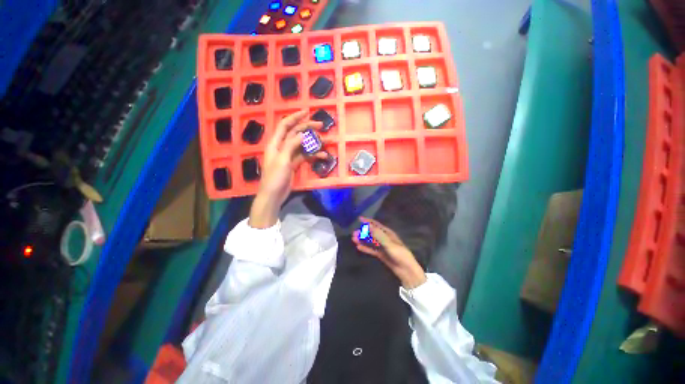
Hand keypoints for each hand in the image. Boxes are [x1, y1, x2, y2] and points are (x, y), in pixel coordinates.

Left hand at [249, 110, 324, 227]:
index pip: (285, 125)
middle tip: (320, 125)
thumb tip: (303, 134)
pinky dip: (313, 155)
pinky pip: (305, 156)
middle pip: (295, 133)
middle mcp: (282, 147)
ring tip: (324, 141)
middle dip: (307, 128)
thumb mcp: (283, 160)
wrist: (273, 195)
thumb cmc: (275, 177)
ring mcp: (289, 156)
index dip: (295, 117)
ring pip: (302, 145)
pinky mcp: (294, 164)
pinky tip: (322, 156)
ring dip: (313, 142)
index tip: (307, 112)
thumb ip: (292, 145)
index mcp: (275, 143)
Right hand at [352, 217, 426, 288]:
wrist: (407, 270)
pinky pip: (371, 250)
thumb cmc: (400, 254)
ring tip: (353, 239)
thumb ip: (378, 235)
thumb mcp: (389, 244)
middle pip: (372, 233)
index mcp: (388, 233)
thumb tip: (368, 225)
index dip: (368, 221)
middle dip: (363, 232)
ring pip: (370, 241)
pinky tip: (358, 247)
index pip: (376, 225)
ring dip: (362, 240)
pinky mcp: (381, 254)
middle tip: (354, 233)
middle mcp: (384, 238)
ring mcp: (382, 247)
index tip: (359, 218)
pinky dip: (365, 248)